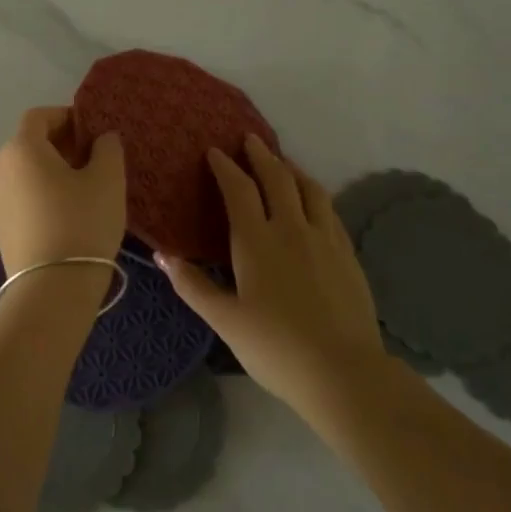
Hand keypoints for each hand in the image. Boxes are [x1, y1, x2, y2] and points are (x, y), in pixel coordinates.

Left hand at [0, 107, 126, 276]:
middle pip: (29, 143)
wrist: (52, 288)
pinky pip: (20, 196)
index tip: (92, 132)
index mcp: (20, 148)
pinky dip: (39, 194)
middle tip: (92, 160)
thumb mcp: (108, 180)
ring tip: (81, 189)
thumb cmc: (82, 222)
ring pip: (23, 172)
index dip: (66, 117)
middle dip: (60, 145)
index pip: (39, 116)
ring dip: (49, 171)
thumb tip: (102, 138)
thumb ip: (107, 148)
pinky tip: (65, 213)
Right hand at [157, 136, 385, 414]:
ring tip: (282, 161)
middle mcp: (292, 228)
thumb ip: (193, 285)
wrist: (343, 371)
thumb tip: (163, 255)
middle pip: (277, 178)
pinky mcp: (347, 254)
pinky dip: (315, 194)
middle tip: (249, 140)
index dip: (225, 168)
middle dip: (260, 155)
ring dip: (292, 169)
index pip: (239, 190)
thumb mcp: (225, 320)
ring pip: (309, 189)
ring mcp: (324, 239)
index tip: (214, 152)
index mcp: (257, 241)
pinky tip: (313, 201)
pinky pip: (329, 209)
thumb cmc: (275, 348)